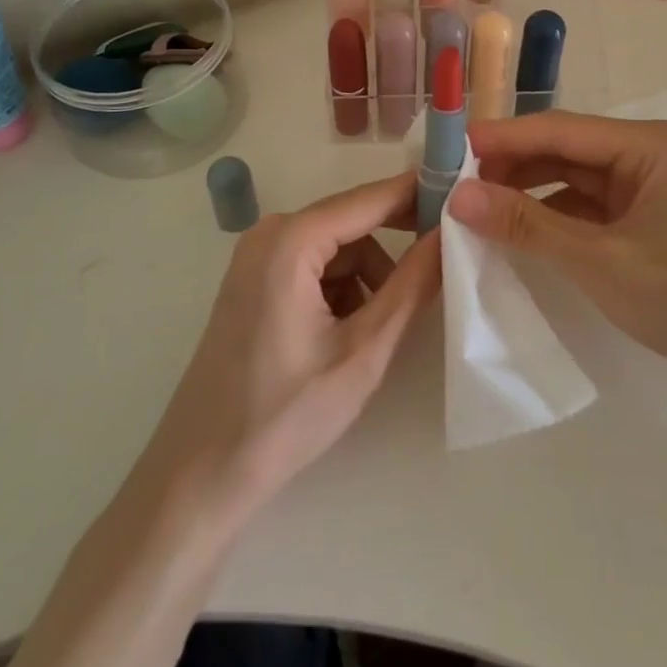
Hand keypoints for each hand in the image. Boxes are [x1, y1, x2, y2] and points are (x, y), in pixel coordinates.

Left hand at [140, 173, 439, 517]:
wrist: (201, 472)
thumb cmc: (285, 414)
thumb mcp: (364, 350)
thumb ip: (412, 286)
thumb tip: (448, 233)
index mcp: (291, 241)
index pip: (370, 199)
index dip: (418, 194)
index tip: (464, 196)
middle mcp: (270, 234)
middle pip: (352, 221)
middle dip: (396, 242)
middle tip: (444, 262)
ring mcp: (256, 257)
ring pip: (337, 247)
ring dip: (369, 275)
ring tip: (381, 327)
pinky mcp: (254, 281)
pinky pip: (314, 265)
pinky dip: (342, 288)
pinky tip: (348, 332)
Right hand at [448, 112, 666, 433]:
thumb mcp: (598, 260)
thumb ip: (526, 224)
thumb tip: (457, 197)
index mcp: (650, 144)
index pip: (560, 129)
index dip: (503, 138)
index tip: (449, 149)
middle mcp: (651, 155)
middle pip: (567, 150)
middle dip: (513, 167)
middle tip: (456, 185)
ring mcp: (652, 190)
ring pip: (575, 180)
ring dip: (530, 192)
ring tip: (479, 208)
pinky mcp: (650, 224)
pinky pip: (589, 208)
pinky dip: (554, 217)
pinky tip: (520, 230)